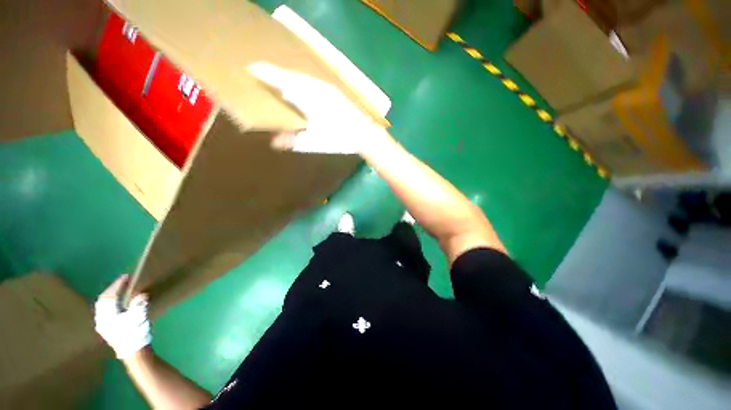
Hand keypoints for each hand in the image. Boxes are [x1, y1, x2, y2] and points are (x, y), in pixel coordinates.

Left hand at [95, 275, 151, 358]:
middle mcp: (101, 319)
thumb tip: (141, 294)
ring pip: (104, 306)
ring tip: (121, 289)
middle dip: (112, 289)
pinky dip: (112, 303)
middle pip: (103, 301)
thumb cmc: (136, 335)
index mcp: (107, 317)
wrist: (133, 352)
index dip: (117, 285)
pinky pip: (106, 311)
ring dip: (112, 296)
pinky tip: (119, 302)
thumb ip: (138, 306)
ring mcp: (103, 325)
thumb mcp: (139, 319)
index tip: (126, 276)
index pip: (109, 297)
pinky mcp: (108, 328)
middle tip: (123, 281)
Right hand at [247, 62, 390, 154]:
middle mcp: (316, 87)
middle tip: (263, 73)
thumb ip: (293, 140)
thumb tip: (274, 142)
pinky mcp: (335, 92)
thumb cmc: (339, 138)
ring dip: (290, 77)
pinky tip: (303, 88)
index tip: (252, 67)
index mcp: (308, 98)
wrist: (364, 134)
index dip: (267, 73)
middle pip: (292, 75)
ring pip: (303, 77)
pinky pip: (313, 81)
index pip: (283, 81)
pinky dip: (303, 82)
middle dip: (277, 73)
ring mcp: (327, 88)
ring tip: (280, 80)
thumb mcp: (314, 141)